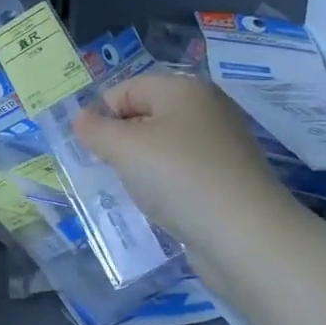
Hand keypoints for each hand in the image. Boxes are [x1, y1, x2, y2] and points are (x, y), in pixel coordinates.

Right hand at [72, 73, 287, 235]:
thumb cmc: (178, 177)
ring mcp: (220, 145)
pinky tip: (160, 205)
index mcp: (184, 89)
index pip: (125, 89)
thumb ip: (95, 130)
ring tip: (135, 191)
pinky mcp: (226, 178)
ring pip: (162, 147)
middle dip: (120, 141)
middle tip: (108, 170)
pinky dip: (164, 185)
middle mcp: (206, 109)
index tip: (91, 150)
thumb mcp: (124, 148)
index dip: (102, 116)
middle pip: (144, 115)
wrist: (244, 235)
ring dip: (140, 167)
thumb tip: (81, 119)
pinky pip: (181, 172)